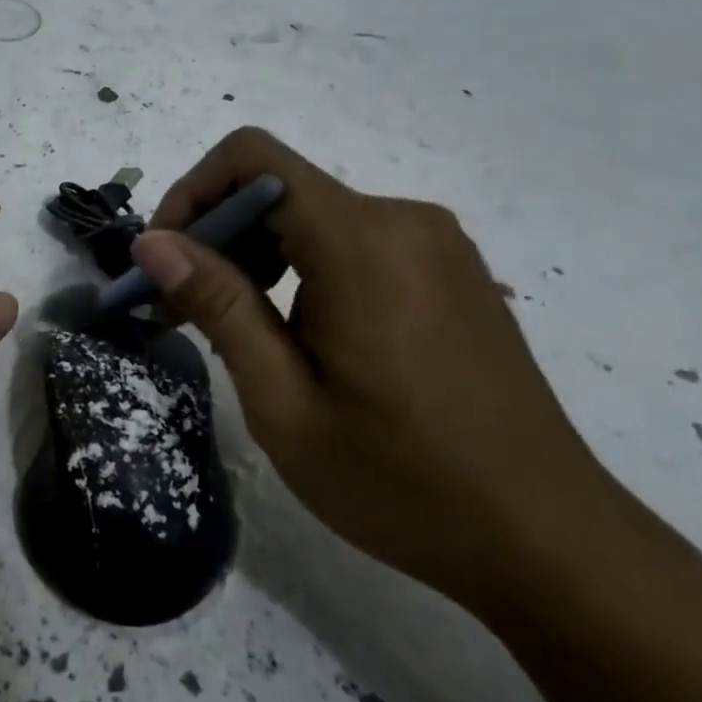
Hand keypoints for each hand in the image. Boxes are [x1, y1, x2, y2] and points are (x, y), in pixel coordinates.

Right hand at [135, 127, 616, 614]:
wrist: (550, 543)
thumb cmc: (402, 481)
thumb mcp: (283, 401)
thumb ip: (218, 305)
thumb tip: (151, 243)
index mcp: (362, 241)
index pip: (251, 158)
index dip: (191, 194)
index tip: (163, 262)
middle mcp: (403, 220)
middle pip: (279, 188)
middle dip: (216, 237)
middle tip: (183, 313)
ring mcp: (436, 245)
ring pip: (314, 216)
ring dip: (258, 257)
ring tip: (238, 333)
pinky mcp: (450, 272)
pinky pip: (354, 242)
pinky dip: (304, 269)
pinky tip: (301, 339)